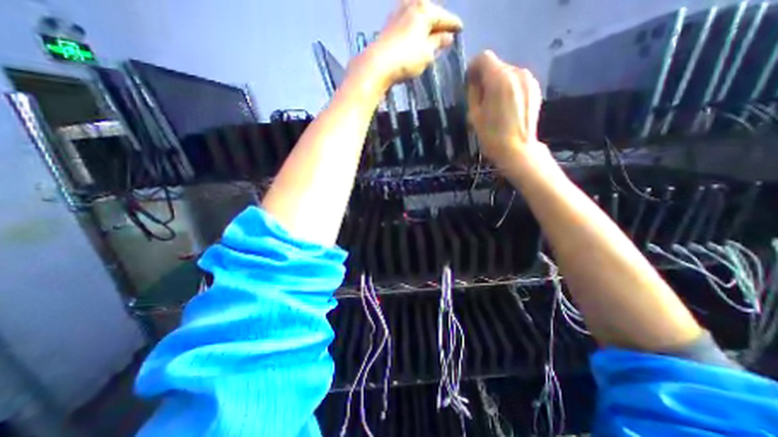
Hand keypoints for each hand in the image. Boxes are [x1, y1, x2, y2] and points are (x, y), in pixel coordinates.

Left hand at [359, 0, 460, 88]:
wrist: (377, 64)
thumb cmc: (406, 59)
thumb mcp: (427, 53)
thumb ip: (437, 43)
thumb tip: (447, 37)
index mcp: (424, 10)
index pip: (444, 17)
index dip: (453, 24)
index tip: (461, 29)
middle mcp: (411, 5)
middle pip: (430, 14)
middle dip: (439, 24)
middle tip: (446, 33)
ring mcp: (397, 13)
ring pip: (417, 18)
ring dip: (426, 27)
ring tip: (432, 37)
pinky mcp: (389, 25)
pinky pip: (408, 24)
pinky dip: (415, 30)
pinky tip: (416, 38)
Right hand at [463, 49, 541, 163]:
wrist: (518, 150)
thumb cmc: (491, 135)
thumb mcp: (474, 115)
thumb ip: (473, 93)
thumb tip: (474, 81)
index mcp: (499, 78)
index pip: (484, 57)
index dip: (473, 67)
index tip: (469, 82)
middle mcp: (517, 72)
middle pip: (497, 65)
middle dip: (486, 77)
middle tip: (480, 97)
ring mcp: (529, 80)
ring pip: (508, 73)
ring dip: (498, 83)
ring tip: (494, 104)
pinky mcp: (535, 88)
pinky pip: (517, 81)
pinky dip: (509, 88)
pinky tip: (506, 106)